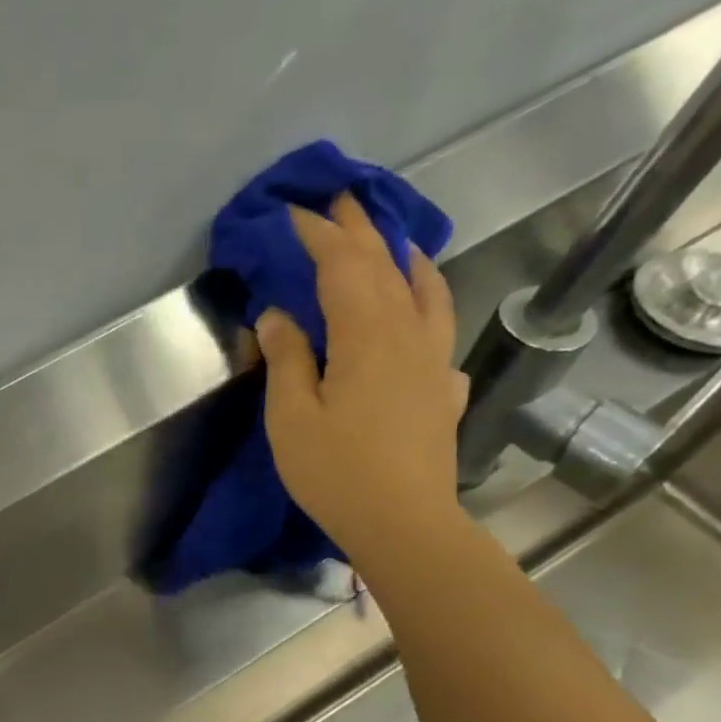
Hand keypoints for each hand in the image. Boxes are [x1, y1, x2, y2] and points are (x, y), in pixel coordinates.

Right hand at [254, 193, 468, 568]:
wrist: (404, 522)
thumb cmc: (336, 471)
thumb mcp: (291, 417)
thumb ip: (286, 358)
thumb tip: (277, 315)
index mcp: (367, 333)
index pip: (343, 264)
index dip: (317, 234)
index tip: (292, 213)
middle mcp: (409, 332)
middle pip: (386, 265)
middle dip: (360, 229)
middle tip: (340, 199)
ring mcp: (434, 359)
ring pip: (426, 290)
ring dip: (403, 257)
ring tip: (390, 242)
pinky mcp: (444, 388)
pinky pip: (439, 329)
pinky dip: (426, 306)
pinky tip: (417, 318)